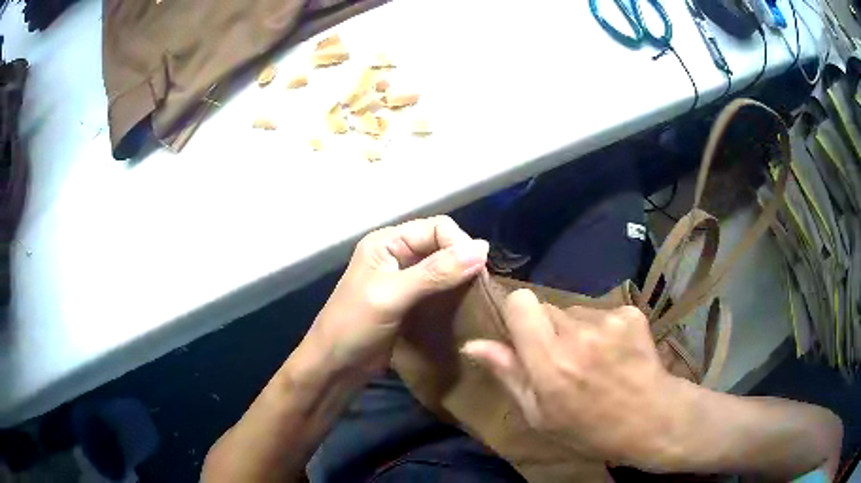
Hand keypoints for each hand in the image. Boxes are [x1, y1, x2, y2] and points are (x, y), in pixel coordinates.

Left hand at [307, 216, 488, 375]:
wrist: (334, 367)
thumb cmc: (354, 327)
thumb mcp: (391, 296)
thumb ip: (434, 273)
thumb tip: (482, 249)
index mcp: (387, 242)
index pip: (437, 228)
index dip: (460, 245)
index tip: (480, 272)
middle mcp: (398, 255)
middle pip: (442, 247)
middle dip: (464, 262)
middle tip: (483, 288)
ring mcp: (404, 280)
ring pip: (444, 269)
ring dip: (462, 280)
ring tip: (479, 299)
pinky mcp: (411, 303)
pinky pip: (440, 291)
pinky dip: (455, 296)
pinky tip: (467, 308)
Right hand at [462, 289, 682, 464]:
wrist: (651, 419)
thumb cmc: (589, 428)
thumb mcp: (539, 415)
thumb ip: (508, 375)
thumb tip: (472, 344)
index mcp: (549, 363)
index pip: (522, 303)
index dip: (518, 314)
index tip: (524, 335)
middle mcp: (577, 334)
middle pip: (547, 307)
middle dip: (547, 329)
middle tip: (563, 359)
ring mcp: (608, 321)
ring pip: (575, 311)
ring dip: (576, 330)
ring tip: (593, 360)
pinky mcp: (630, 314)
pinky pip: (601, 312)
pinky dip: (603, 329)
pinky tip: (615, 354)